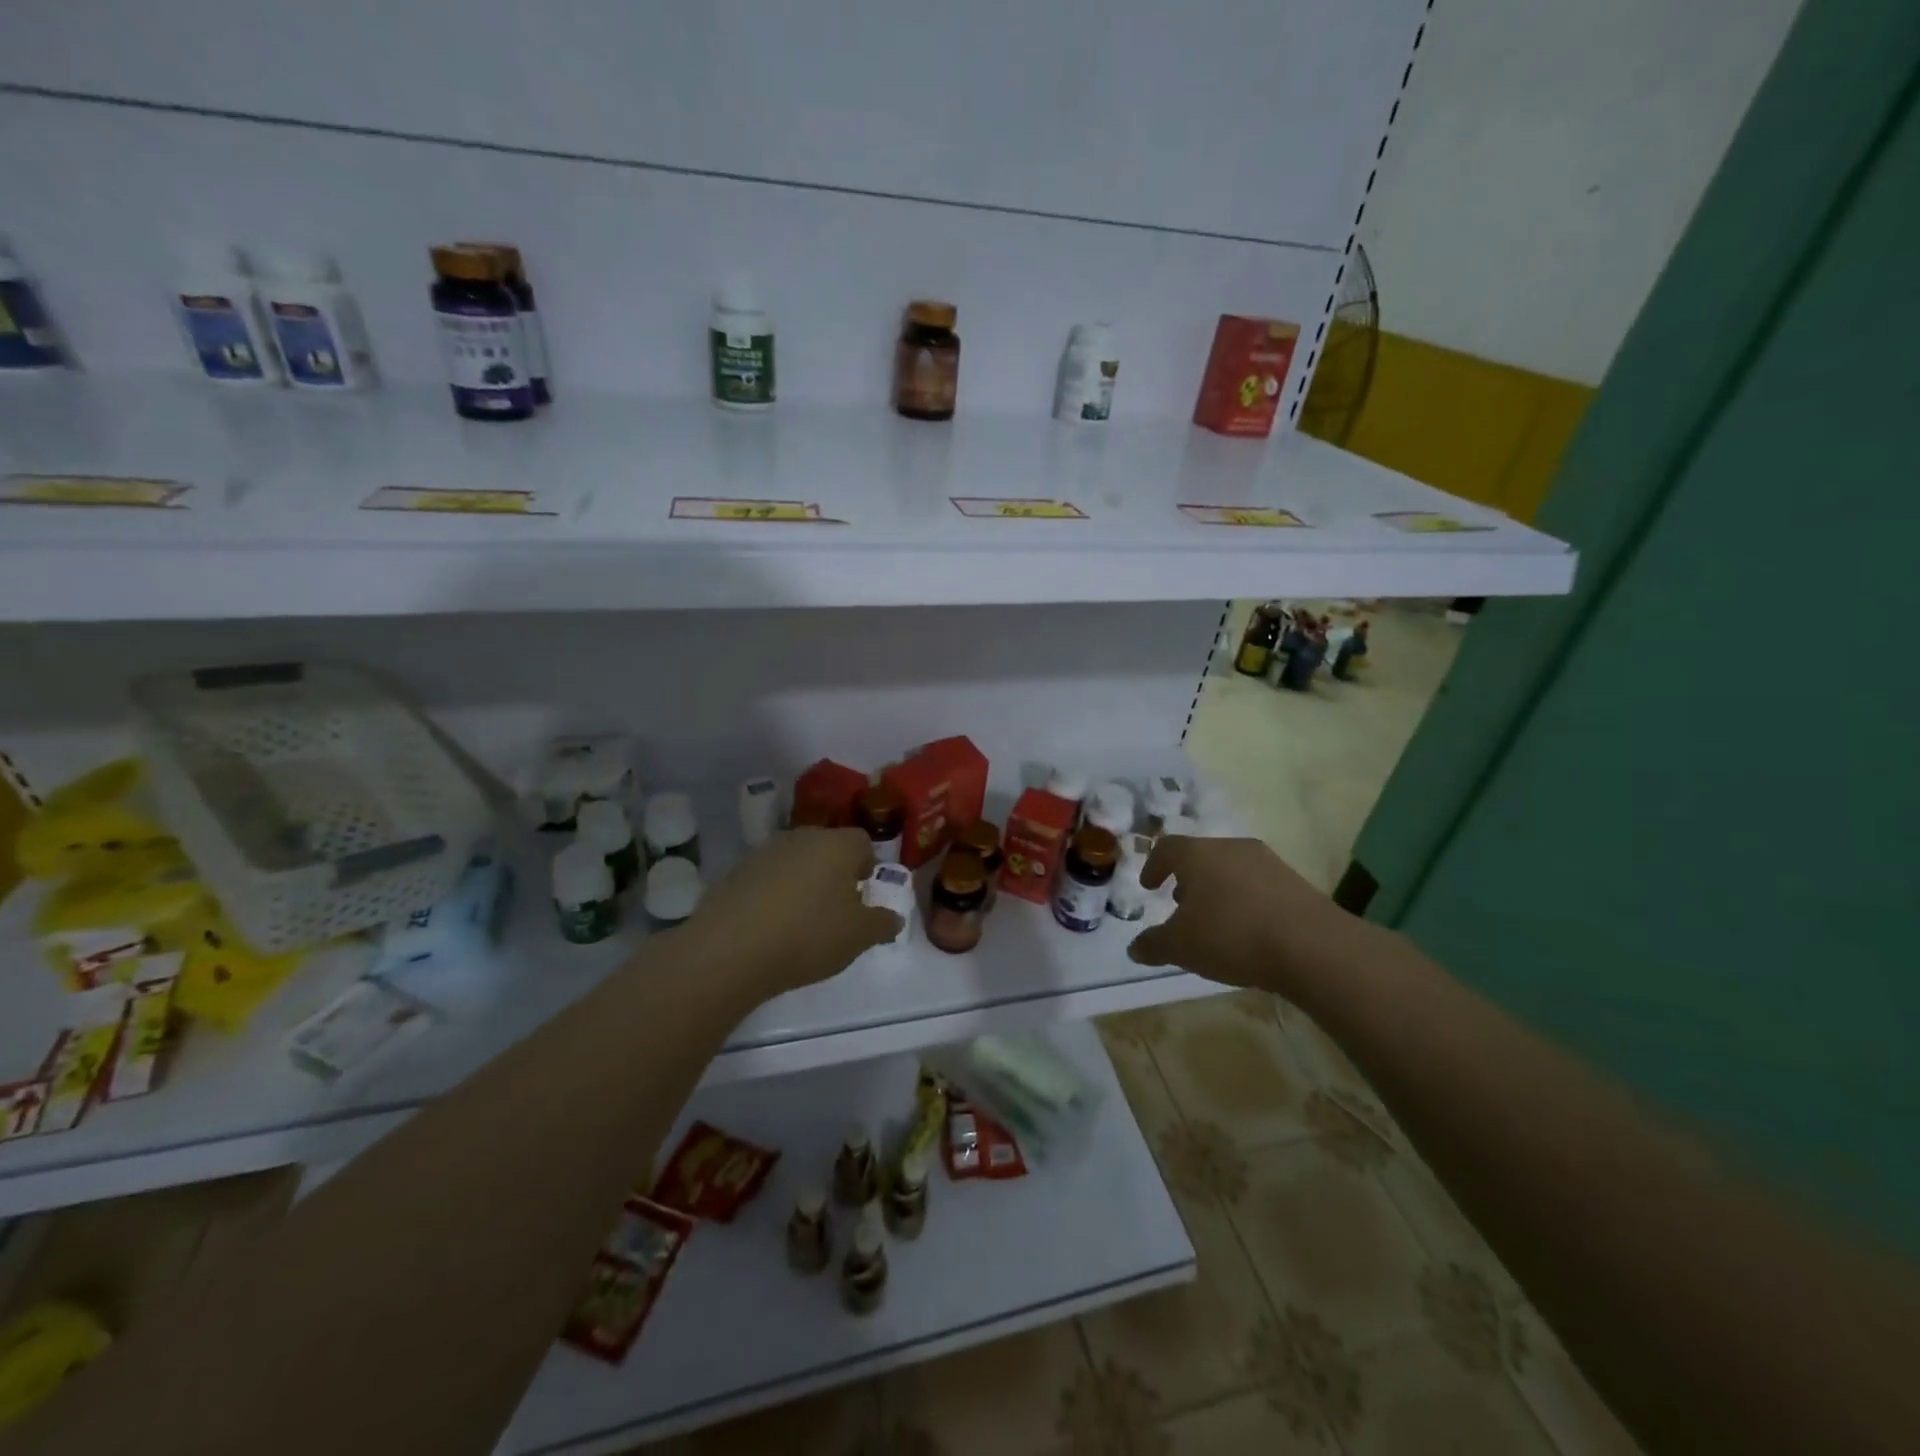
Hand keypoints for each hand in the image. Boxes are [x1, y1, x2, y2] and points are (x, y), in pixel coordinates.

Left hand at [684, 827, 902, 999]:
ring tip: (800, 922)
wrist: (730, 949)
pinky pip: (766, 879)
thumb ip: (882, 923)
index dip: (867, 867)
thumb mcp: (859, 937)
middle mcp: (802, 837)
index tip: (863, 896)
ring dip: (802, 883)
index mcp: (838, 845)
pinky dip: (772, 895)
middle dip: (834, 874)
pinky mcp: (735, 872)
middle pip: (827, 849)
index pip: (862, 843)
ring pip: (795, 862)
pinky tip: (769, 927)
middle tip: (835, 911)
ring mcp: (764, 852)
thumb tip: (892, 917)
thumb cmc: (809, 935)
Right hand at [1126, 835, 1380, 1003]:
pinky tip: (1249, 928)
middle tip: (1181, 903)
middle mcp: (1230, 848)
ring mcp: (1267, 861)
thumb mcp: (1181, 947)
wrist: (1311, 945)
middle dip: (1188, 878)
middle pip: (1201, 855)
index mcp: (1197, 855)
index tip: (1150, 886)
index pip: (1167, 848)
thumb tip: (1134, 948)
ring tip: (1215, 919)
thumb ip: (1154, 945)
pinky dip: (1245, 899)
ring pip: (1231, 868)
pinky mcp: (1295, 881)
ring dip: (1218, 888)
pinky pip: (1258, 884)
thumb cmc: (1231, 936)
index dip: (1154, 866)